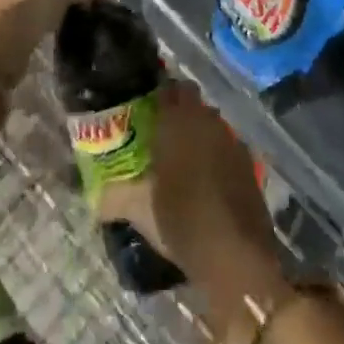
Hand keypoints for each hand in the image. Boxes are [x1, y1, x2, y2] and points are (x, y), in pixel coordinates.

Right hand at [95, 80, 283, 287]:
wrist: (235, 255)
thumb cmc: (181, 221)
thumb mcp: (140, 211)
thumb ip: (114, 197)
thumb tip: (94, 200)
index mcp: (178, 121)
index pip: (168, 88)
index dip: (157, 94)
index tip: (144, 108)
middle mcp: (207, 121)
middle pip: (192, 101)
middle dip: (178, 110)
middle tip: (159, 131)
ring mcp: (231, 140)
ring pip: (210, 122)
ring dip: (197, 131)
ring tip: (180, 156)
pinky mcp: (249, 163)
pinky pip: (226, 145)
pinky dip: (215, 153)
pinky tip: (205, 177)